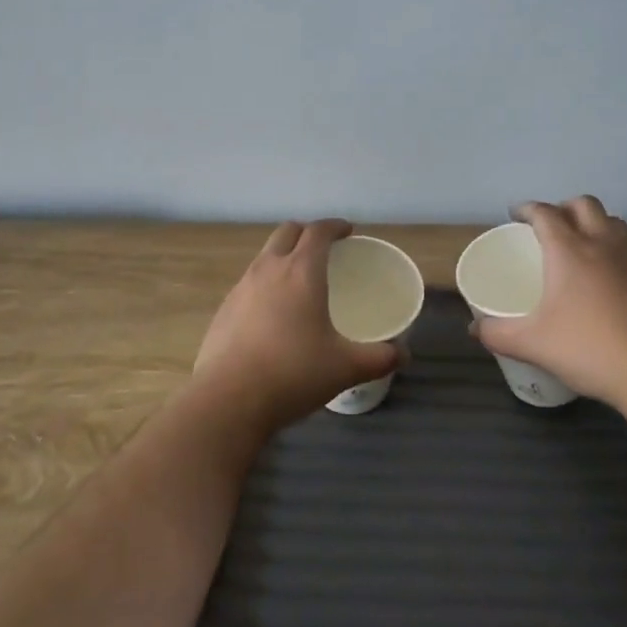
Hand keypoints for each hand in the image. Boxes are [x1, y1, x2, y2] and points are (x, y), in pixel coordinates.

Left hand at [191, 219, 399, 434]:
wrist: (228, 400)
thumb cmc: (293, 373)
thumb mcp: (345, 367)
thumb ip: (379, 357)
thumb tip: (403, 354)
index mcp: (302, 271)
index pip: (318, 231)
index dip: (334, 226)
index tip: (347, 231)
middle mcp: (269, 269)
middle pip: (287, 232)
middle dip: (307, 233)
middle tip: (324, 250)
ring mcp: (241, 287)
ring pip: (265, 255)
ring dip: (283, 256)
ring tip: (299, 281)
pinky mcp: (224, 309)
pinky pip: (249, 283)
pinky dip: (265, 284)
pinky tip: (273, 315)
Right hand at [473, 197, 626, 405]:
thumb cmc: (587, 347)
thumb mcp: (532, 343)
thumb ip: (497, 334)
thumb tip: (474, 330)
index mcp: (568, 249)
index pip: (545, 213)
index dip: (528, 209)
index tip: (515, 215)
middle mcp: (601, 244)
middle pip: (584, 204)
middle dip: (563, 207)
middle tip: (548, 226)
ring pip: (611, 221)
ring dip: (592, 221)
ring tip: (578, 242)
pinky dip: (611, 246)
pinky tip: (602, 274)